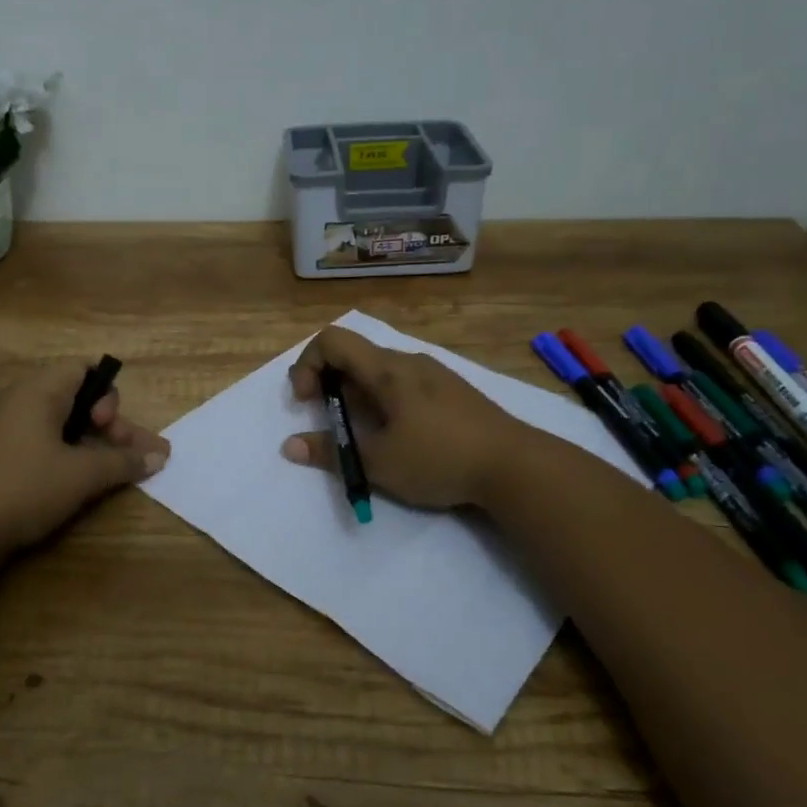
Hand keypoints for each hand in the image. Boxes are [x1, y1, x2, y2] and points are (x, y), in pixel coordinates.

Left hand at [0, 364, 168, 555]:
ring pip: (60, 422)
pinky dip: (66, 453)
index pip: (83, 368)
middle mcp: (18, 399)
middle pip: (76, 397)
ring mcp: (3, 426)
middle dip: (109, 425)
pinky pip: (41, 439)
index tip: (109, 428)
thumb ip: (123, 462)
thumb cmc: (24, 488)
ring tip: (116, 471)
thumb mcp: (82, 476)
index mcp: (37, 390)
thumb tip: (159, 456)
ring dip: (92, 443)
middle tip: (128, 456)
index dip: (108, 394)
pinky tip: (80, 480)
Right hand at [282, 326, 524, 508]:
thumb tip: (290, 446)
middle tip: (331, 421)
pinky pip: (403, 383)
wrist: (516, 466)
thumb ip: (330, 452)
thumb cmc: (440, 458)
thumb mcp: (378, 463)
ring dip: (357, 394)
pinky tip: (399, 435)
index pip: (332, 339)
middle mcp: (409, 361)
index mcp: (387, 369)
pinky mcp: (452, 391)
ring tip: (364, 434)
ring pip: (380, 370)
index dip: (307, 364)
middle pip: (354, 354)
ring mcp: (434, 374)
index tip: (308, 402)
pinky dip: (383, 400)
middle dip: (330, 383)